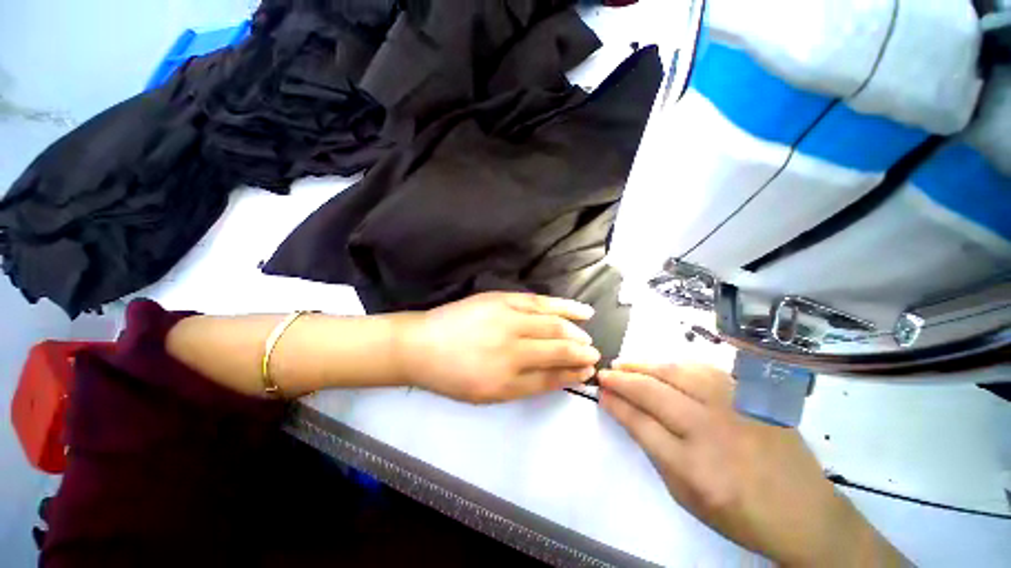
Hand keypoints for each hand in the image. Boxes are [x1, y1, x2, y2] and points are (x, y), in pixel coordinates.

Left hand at [395, 292, 600, 403]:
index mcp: (507, 380)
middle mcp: (512, 349)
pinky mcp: (503, 299)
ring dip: (576, 332)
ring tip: (589, 336)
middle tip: (594, 354)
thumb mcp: (487, 394)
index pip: (552, 377)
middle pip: (557, 349)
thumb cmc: (452, 375)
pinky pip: (540, 302)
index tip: (587, 372)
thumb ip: (525, 386)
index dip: (573, 374)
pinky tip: (579, 310)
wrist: (422, 344)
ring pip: (553, 325)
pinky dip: (563, 306)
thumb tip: (557, 376)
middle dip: (580, 353)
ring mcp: (508, 319)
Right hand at [598, 362, 904, 566]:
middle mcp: (711, 432)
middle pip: (653, 392)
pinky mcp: (750, 397)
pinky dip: (674, 364)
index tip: (601, 391)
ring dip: (644, 365)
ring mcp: (734, 408)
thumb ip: (653, 449)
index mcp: (693, 468)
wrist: (804, 512)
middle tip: (605, 373)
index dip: (616, 404)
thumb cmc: (738, 513)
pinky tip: (661, 365)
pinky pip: (702, 369)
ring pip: (676, 372)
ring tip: (625, 363)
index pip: (640, 423)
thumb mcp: (686, 495)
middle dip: (622, 379)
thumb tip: (625, 412)